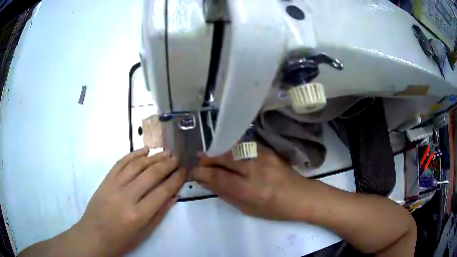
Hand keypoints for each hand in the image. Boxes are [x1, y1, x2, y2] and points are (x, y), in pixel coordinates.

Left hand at [72, 147, 185, 255]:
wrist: (94, 235)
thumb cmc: (121, 240)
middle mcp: (127, 196)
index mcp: (139, 214)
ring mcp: (114, 185)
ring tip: (165, 151)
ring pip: (137, 165)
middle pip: (151, 174)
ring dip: (153, 157)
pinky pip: (121, 163)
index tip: (184, 170)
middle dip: (167, 164)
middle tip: (178, 156)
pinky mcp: (106, 180)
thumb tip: (173, 195)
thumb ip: (159, 213)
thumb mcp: (144, 233)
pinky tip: (144, 150)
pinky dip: (133, 154)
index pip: (163, 191)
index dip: (176, 179)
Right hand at [192, 144, 309, 220]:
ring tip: (209, 155)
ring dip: (218, 151)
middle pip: (223, 157)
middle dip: (208, 158)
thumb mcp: (247, 208)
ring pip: (232, 148)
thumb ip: (225, 193)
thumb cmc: (274, 209)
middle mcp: (255, 169)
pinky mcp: (268, 150)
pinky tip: (227, 152)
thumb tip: (206, 181)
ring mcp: (263, 156)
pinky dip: (232, 148)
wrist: (300, 196)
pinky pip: (244, 145)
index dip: (202, 173)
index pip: (218, 177)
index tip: (194, 172)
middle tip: (199, 161)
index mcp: (249, 189)